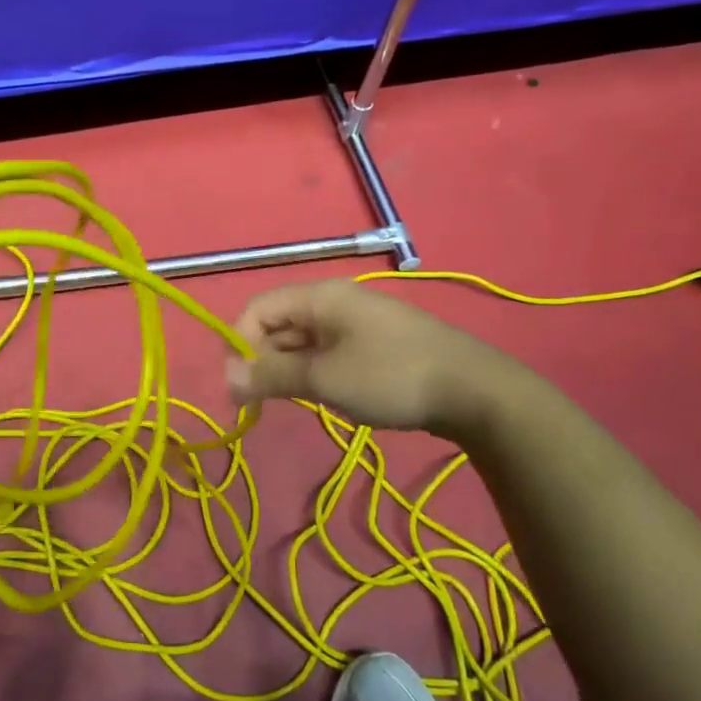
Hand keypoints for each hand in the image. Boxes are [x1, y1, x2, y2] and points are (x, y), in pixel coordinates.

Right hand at [225, 279, 522, 438]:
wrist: (474, 391)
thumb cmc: (391, 377)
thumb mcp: (324, 379)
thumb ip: (272, 375)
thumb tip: (226, 377)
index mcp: (320, 297)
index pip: (258, 309)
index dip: (240, 343)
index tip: (240, 386)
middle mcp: (334, 301)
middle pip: (279, 323)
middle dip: (262, 359)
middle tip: (260, 403)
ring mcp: (356, 322)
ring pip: (302, 340)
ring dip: (287, 369)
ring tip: (289, 402)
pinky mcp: (373, 344)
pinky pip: (327, 351)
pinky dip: (313, 371)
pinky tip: (320, 396)